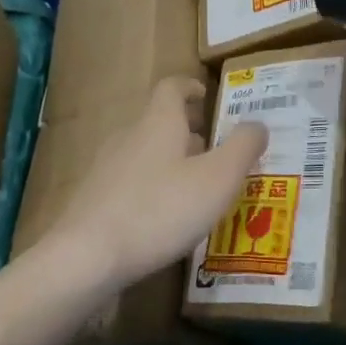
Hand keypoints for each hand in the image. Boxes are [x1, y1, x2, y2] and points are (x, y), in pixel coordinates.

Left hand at [52, 77, 267, 288]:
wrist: (87, 257)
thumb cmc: (161, 210)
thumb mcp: (217, 179)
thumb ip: (243, 147)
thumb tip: (258, 124)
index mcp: (158, 122)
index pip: (172, 87)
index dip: (191, 87)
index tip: (207, 96)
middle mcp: (129, 136)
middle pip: (159, 121)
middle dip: (188, 130)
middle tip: (215, 148)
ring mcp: (105, 168)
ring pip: (144, 152)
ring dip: (171, 160)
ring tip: (195, 186)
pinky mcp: (94, 199)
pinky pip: (130, 181)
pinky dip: (151, 187)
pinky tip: (164, 217)